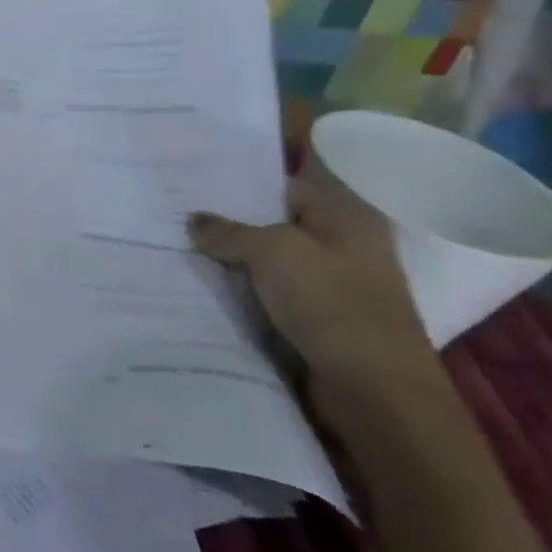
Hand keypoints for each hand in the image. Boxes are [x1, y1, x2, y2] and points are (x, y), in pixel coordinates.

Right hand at [188, 164, 440, 403]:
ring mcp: (328, 280)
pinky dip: (238, 280)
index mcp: (344, 213)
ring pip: (267, 251)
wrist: (375, 393)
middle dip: (230, 207)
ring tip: (176, 231)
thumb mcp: (273, 251)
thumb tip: (195, 221)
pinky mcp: (313, 313)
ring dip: (230, 247)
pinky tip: (199, 274)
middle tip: (176, 194)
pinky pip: (266, 284)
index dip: (250, 164)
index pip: (292, 172)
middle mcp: (339, 240)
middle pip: (275, 212)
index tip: (204, 158)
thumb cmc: (332, 305)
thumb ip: (228, 230)